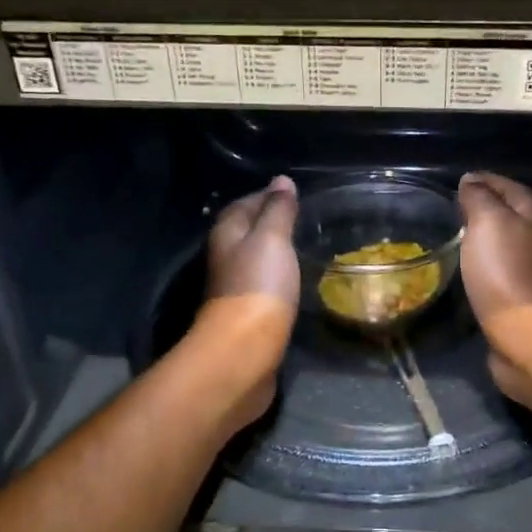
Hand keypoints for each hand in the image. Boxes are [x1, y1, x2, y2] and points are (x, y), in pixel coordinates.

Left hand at [198, 175, 299, 425]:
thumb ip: (278, 210)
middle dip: (270, 222)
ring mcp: (236, 288)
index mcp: (227, 235)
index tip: (293, 193)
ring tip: (304, 244)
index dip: (266, 196)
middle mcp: (226, 258)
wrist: (245, 351)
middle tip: (303, 217)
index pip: (244, 205)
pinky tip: (296, 278)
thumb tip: (282, 181)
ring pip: (255, 259)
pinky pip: (265, 284)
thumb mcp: (271, 239)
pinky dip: (279, 276)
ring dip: (275, 251)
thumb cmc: (257, 286)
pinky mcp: (249, 314)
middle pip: (246, 232)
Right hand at [457, 172, 531, 404]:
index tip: (446, 184)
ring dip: (474, 236)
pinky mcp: (512, 291)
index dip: (476, 180)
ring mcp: (523, 264)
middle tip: (440, 209)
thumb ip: (478, 196)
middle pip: (500, 210)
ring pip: (495, 239)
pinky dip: (475, 261)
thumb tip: (470, 180)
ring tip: (444, 234)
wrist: (523, 331)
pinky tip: (457, 264)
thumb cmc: (504, 268)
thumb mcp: (487, 220)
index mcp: (531, 210)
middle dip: (474, 207)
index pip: (500, 182)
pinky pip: (490, 265)